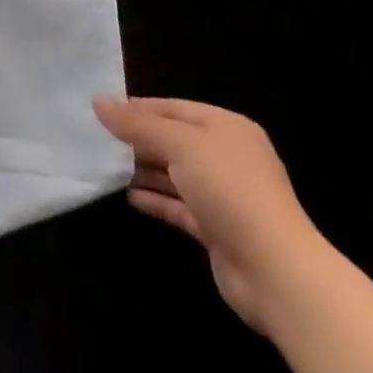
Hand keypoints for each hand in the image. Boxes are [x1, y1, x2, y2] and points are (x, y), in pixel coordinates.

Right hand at [94, 97, 329, 332]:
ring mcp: (224, 195)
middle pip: (173, 140)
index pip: (173, 108)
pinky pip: (179, 206)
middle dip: (137, 140)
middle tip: (97, 139)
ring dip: (143, 171)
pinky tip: (129, 198)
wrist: (275, 270)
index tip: (100, 112)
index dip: (137, 108)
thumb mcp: (179, 145)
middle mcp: (227, 157)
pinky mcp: (217, 228)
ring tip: (105, 167)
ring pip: (174, 174)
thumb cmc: (229, 190)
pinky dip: (155, 200)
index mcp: (226, 129)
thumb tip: (98, 102)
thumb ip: (137, 124)